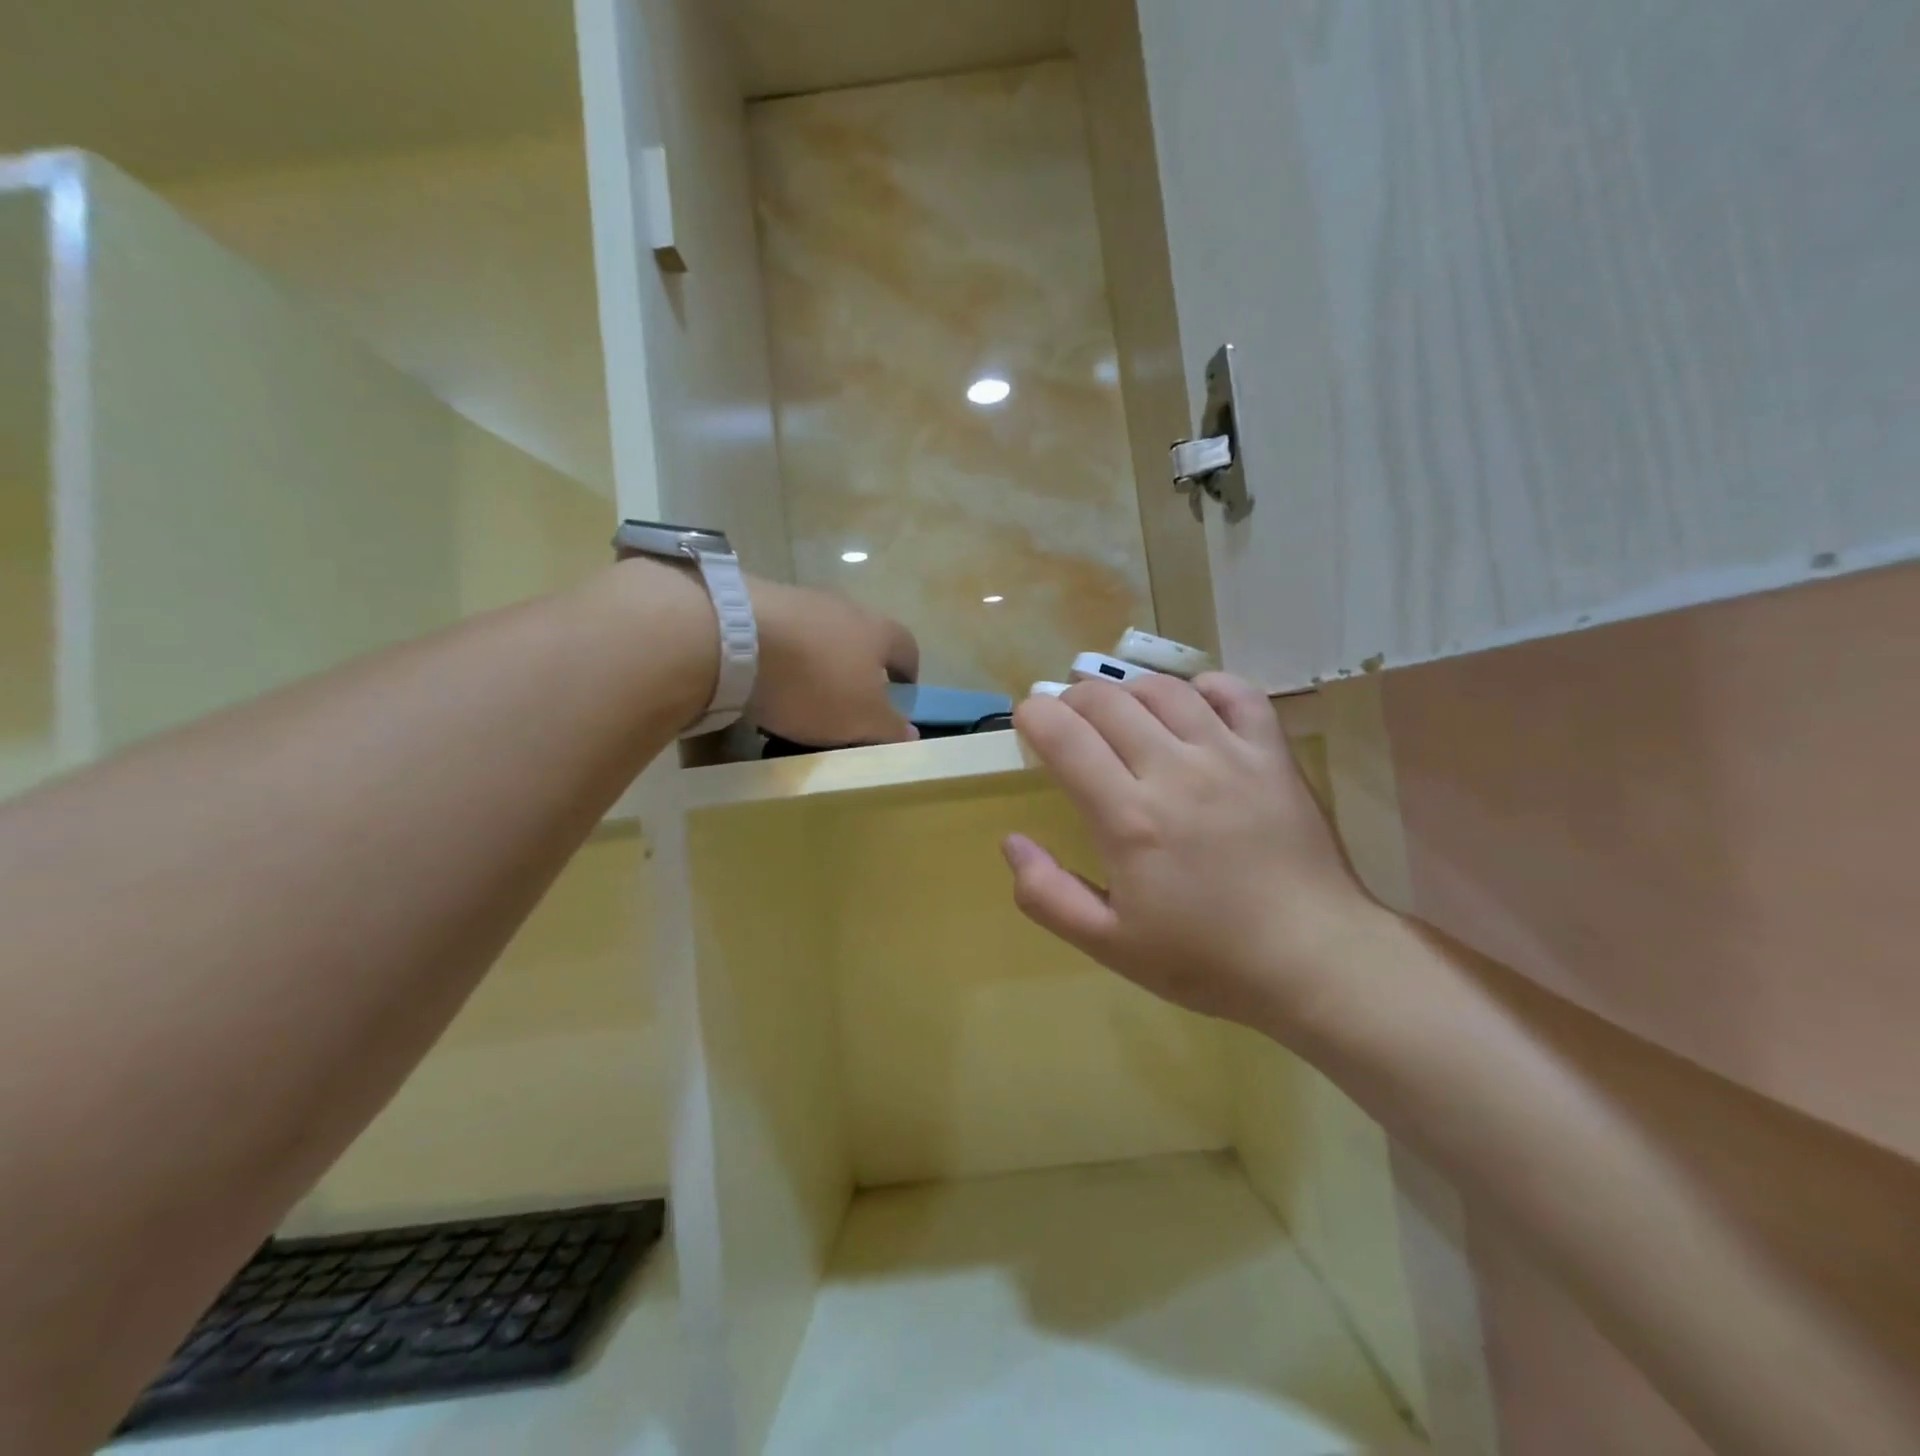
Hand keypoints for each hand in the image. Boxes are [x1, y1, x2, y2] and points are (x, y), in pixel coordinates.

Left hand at [746, 577, 919, 746]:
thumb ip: (889, 727)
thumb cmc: (815, 682)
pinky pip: (782, 634)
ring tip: (802, 694)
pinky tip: (767, 679)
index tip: (901, 696)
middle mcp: (845, 607)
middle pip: (862, 638)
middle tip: (849, 701)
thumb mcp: (861, 718)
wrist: (736, 639)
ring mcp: (801, 600)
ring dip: (818, 661)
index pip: (907, 648)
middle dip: (858, 668)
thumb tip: (911, 733)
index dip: (908, 673)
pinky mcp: (759, 602)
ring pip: (820, 635)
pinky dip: (782, 656)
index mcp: (879, 631)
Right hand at [1005, 673, 1389, 1035]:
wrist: (1313, 959)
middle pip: (1107, 701)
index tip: (1028, 723)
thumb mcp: (1110, 945)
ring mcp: (1229, 755)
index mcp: (1128, 818)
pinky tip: (1191, 706)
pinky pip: (1236, 692)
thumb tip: (1011, 842)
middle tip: (1067, 722)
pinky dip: (1204, 686)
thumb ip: (1048, 895)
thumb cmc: (1206, 958)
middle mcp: (1175, 771)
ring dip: (1127, 690)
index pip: (1064, 735)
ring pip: (1164, 690)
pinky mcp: (1272, 754)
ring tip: (1119, 713)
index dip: (1034, 716)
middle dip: (1072, 700)